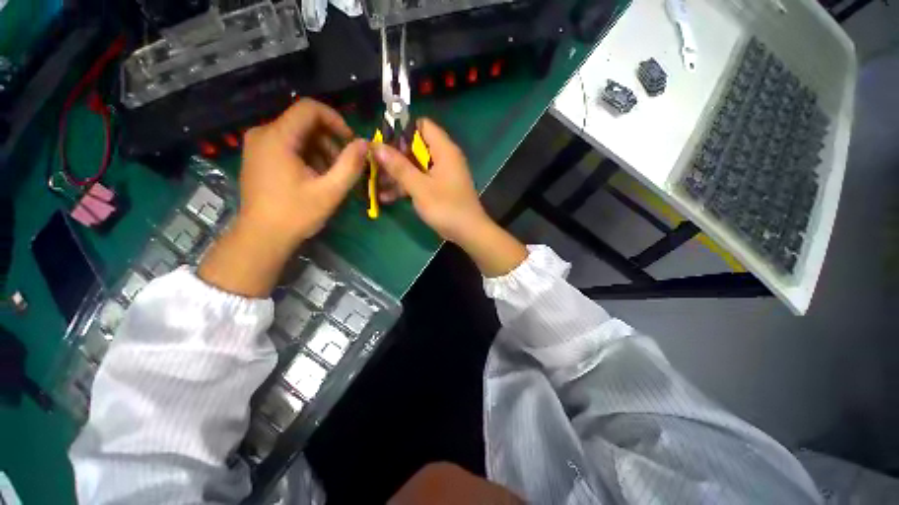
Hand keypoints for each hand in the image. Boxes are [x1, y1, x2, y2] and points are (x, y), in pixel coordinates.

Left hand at [199, 99, 366, 296]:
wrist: (262, 237)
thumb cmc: (296, 214)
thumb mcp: (330, 191)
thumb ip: (350, 165)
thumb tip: (364, 143)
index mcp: (277, 137)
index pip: (310, 108)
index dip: (336, 120)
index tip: (351, 142)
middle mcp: (263, 133)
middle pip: (305, 122)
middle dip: (330, 141)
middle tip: (344, 166)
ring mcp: (258, 145)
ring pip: (298, 135)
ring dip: (321, 151)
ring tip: (332, 176)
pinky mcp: (259, 156)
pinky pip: (289, 145)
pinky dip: (308, 156)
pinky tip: (316, 177)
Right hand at [373, 119, 526, 276]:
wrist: (468, 232)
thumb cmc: (446, 207)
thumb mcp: (420, 187)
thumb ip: (399, 167)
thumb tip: (377, 147)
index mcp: (444, 150)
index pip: (422, 126)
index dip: (402, 131)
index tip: (384, 142)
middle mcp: (443, 158)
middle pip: (415, 148)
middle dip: (394, 157)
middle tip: (374, 166)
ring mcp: (441, 175)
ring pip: (415, 167)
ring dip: (396, 175)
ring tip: (375, 184)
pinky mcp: (438, 189)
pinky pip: (419, 181)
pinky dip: (406, 187)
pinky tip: (386, 197)